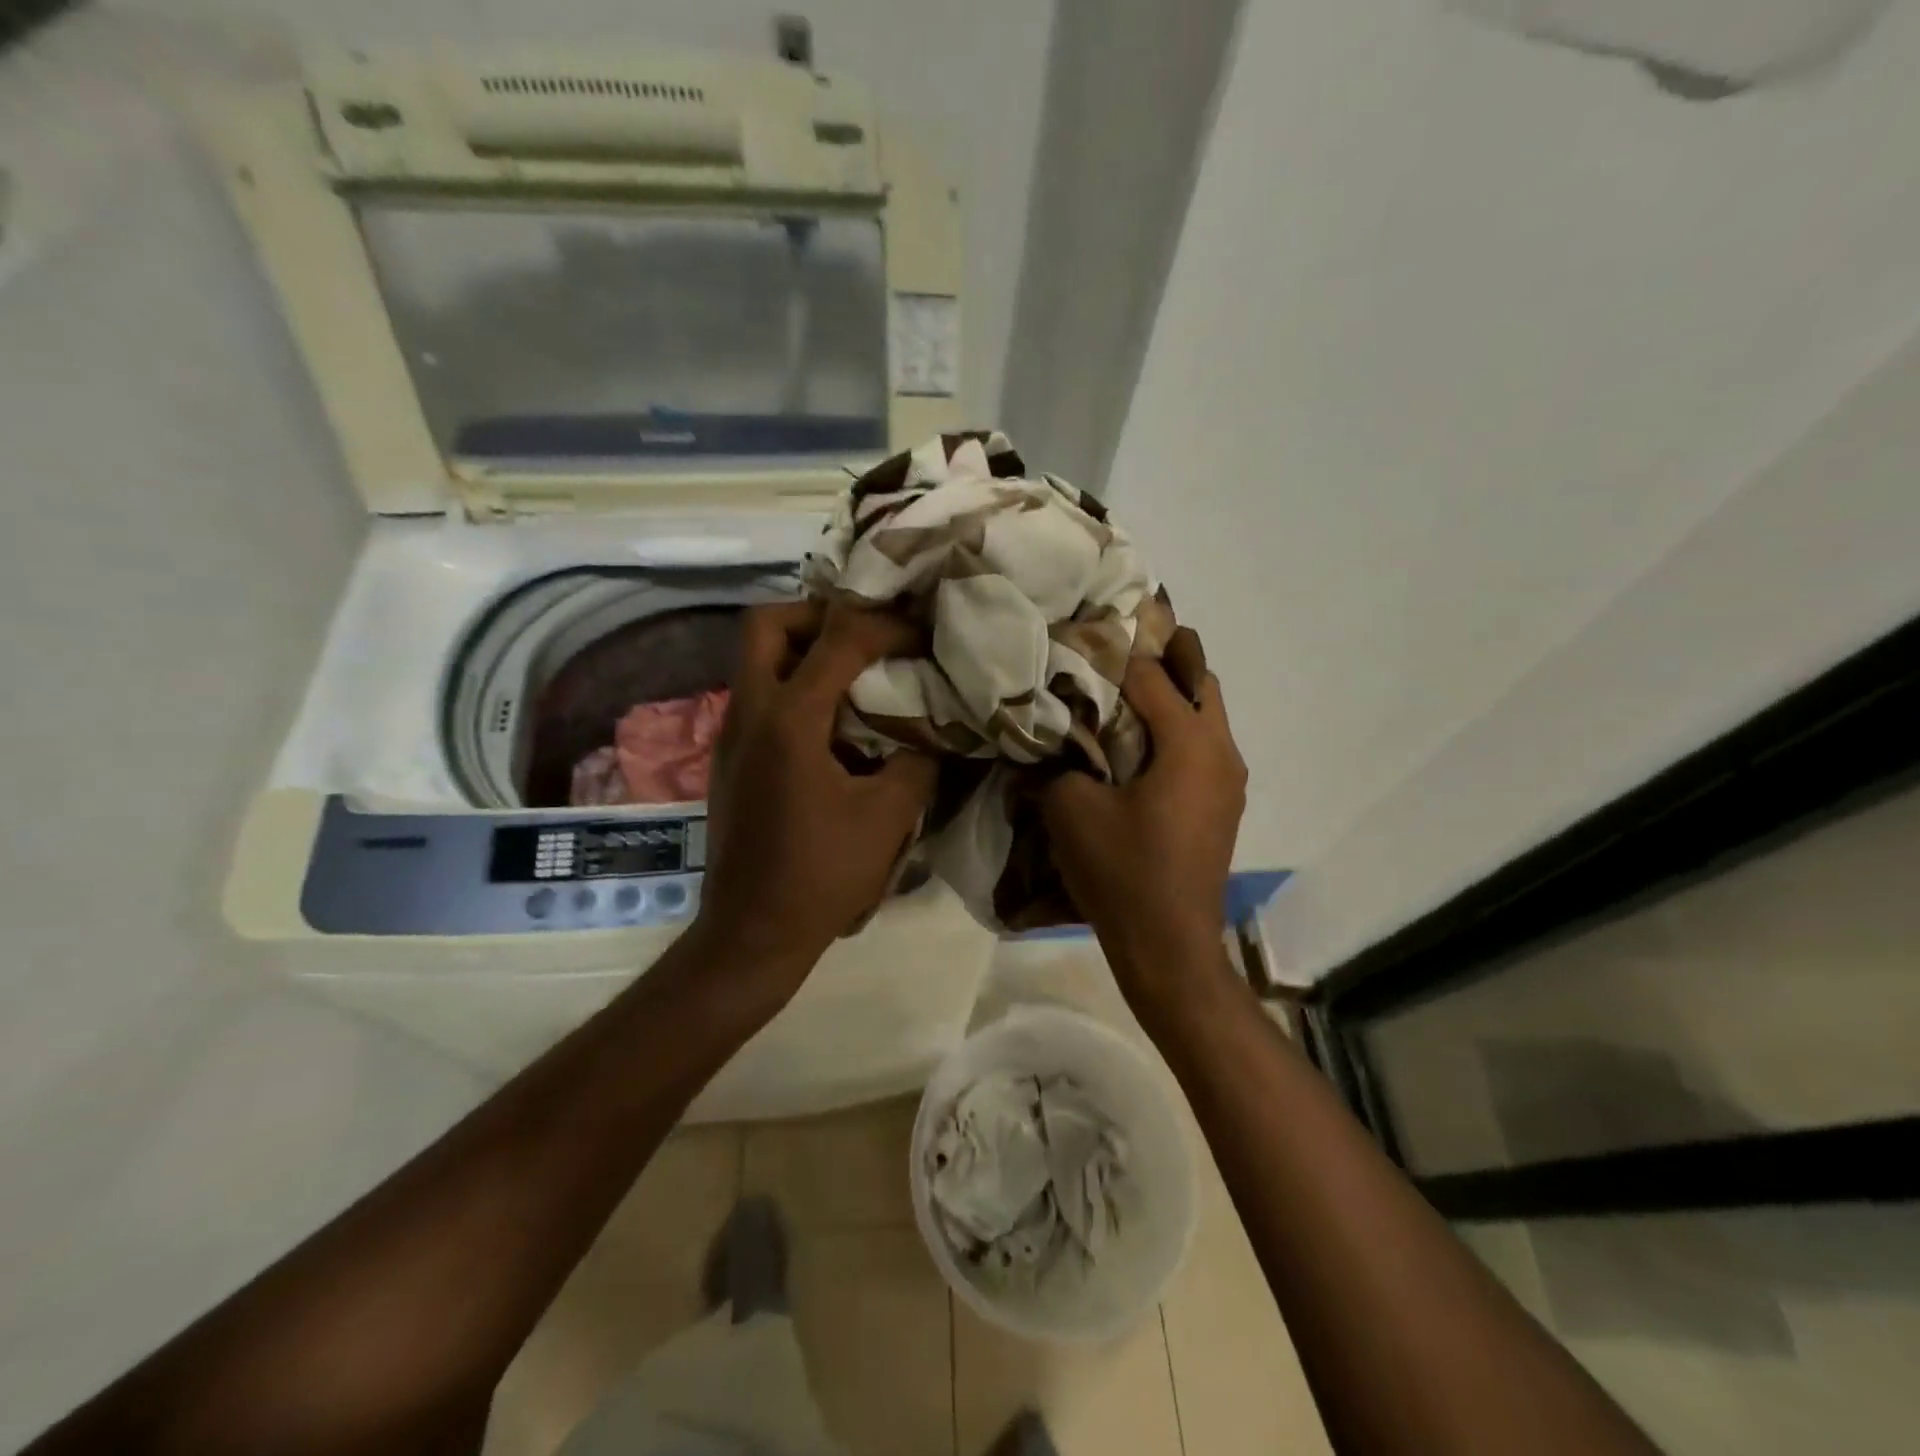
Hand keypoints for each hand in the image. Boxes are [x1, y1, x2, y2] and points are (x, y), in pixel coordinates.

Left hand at [690, 601, 937, 986]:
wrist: (752, 933)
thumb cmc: (822, 874)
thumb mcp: (888, 816)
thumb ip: (919, 760)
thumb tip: (935, 732)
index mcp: (788, 720)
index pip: (838, 639)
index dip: (886, 626)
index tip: (922, 634)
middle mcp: (749, 712)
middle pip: (766, 623)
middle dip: (818, 614)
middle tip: (865, 634)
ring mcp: (731, 735)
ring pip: (756, 658)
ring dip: (804, 649)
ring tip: (857, 671)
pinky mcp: (730, 759)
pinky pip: (759, 695)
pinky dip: (794, 686)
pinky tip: (835, 723)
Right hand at [1039, 628, 1246, 1008]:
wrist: (1169, 946)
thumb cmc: (1122, 871)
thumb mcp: (1071, 809)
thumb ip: (1058, 761)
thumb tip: (1051, 739)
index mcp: (1190, 744)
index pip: (1152, 677)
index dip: (1115, 654)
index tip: (1084, 635)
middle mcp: (1221, 752)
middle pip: (1198, 683)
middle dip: (1159, 663)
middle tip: (1111, 659)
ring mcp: (1229, 781)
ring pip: (1206, 716)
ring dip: (1169, 700)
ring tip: (1119, 700)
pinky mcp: (1223, 806)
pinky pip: (1202, 749)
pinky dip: (1175, 733)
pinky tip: (1136, 749)